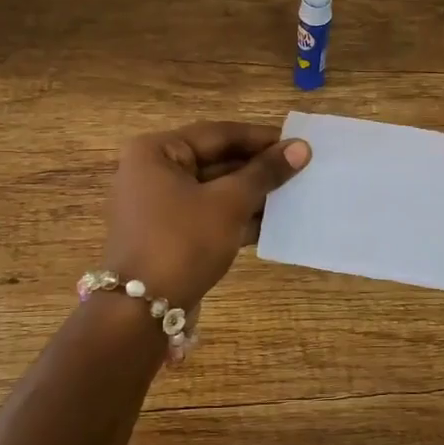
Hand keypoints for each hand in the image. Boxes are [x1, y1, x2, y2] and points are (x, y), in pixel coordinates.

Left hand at [101, 121, 309, 304]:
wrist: (142, 311)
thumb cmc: (183, 242)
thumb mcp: (229, 203)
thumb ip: (264, 173)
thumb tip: (300, 148)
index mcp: (156, 151)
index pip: (218, 134)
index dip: (260, 138)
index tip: (297, 143)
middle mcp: (152, 172)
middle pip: (215, 160)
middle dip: (257, 168)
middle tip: (300, 169)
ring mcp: (158, 205)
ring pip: (214, 190)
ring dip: (252, 194)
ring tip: (294, 194)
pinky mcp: (168, 234)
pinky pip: (208, 215)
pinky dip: (237, 217)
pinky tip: (274, 223)